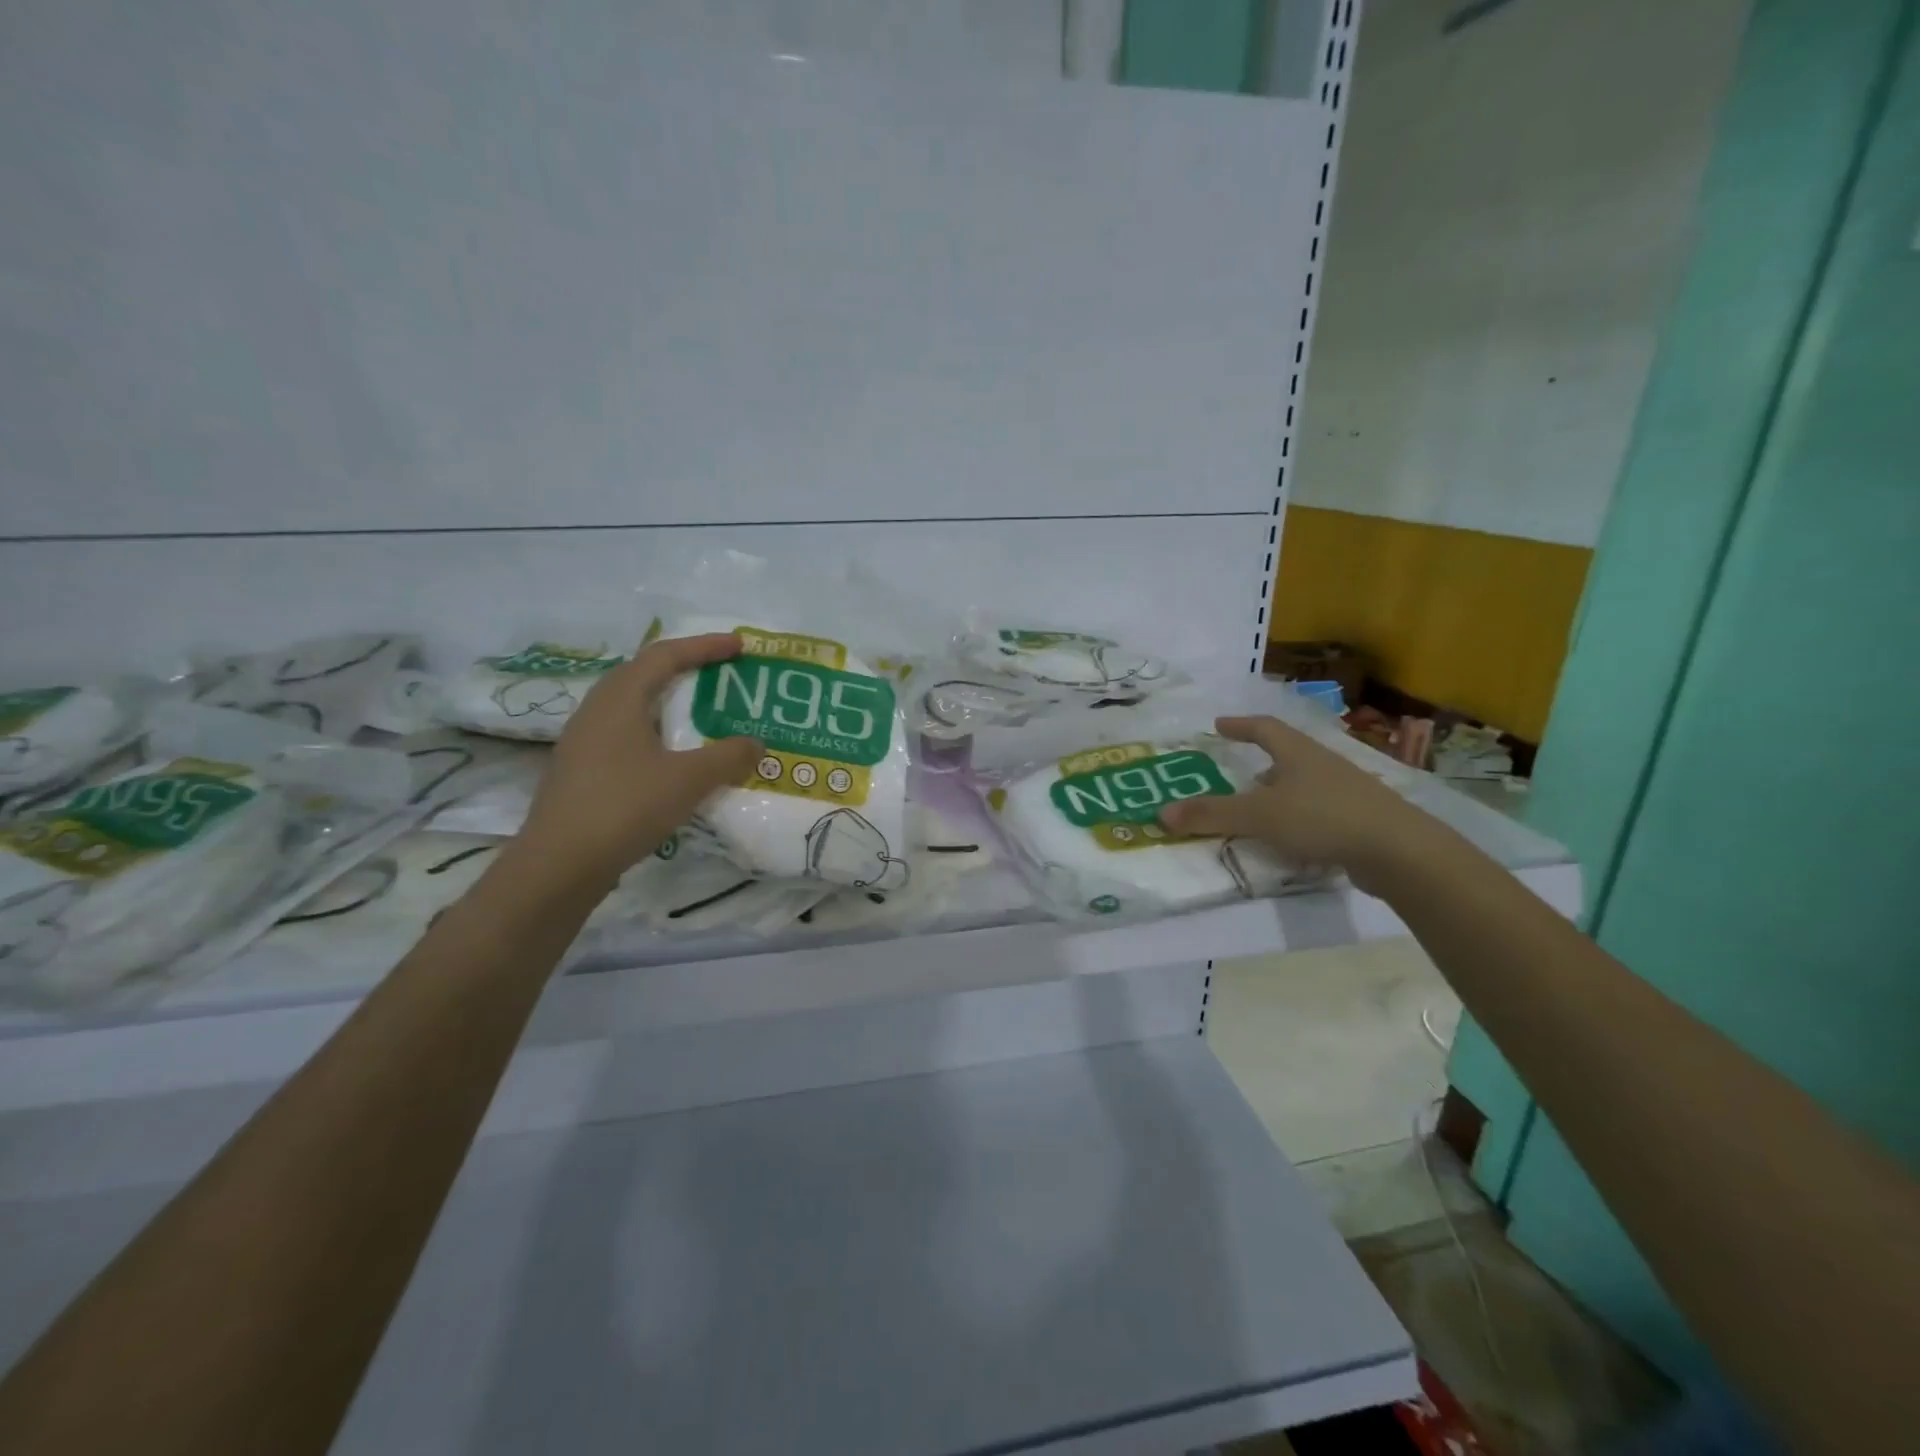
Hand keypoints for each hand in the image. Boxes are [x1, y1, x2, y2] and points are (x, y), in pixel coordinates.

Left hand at [514, 633, 760, 889]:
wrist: (559, 864)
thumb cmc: (624, 807)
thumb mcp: (688, 780)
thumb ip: (728, 757)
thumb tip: (756, 744)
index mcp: (619, 699)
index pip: (665, 655)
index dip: (705, 646)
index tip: (739, 646)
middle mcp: (597, 710)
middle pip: (645, 674)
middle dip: (686, 669)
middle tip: (722, 676)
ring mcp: (585, 741)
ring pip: (634, 707)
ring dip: (670, 704)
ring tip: (703, 714)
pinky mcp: (583, 770)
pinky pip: (627, 735)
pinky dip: (658, 733)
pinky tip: (675, 758)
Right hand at [1158, 715, 1428, 891]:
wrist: (1399, 851)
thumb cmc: (1322, 818)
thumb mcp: (1258, 816)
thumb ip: (1211, 814)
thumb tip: (1161, 812)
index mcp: (1298, 753)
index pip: (1264, 728)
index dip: (1240, 725)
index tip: (1218, 725)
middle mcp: (1323, 765)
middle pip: (1288, 755)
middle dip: (1262, 762)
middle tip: (1239, 775)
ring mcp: (1347, 791)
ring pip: (1305, 784)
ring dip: (1281, 793)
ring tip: (1262, 811)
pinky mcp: (1361, 819)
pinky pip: (1320, 810)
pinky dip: (1299, 817)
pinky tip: (1293, 839)